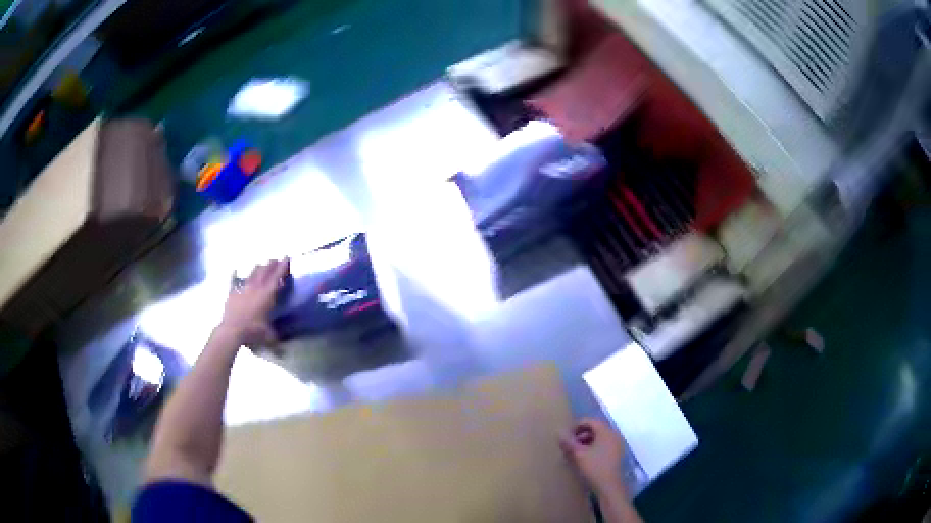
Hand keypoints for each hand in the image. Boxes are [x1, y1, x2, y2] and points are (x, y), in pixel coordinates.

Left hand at [220, 259, 289, 347]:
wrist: (232, 330)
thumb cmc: (253, 332)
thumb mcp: (268, 337)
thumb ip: (275, 340)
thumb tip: (282, 351)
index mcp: (267, 296)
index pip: (276, 278)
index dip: (282, 267)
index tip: (286, 257)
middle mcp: (256, 288)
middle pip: (264, 272)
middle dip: (271, 264)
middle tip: (275, 259)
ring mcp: (243, 289)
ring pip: (252, 274)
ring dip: (258, 268)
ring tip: (261, 264)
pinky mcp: (233, 294)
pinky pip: (235, 282)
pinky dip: (236, 277)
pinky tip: (235, 271)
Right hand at [560, 417, 626, 495]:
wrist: (609, 486)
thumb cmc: (594, 467)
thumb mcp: (578, 454)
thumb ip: (568, 442)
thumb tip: (558, 432)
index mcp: (606, 431)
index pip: (590, 421)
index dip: (576, 426)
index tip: (566, 436)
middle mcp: (613, 434)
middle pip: (596, 428)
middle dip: (581, 433)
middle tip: (570, 443)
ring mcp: (617, 444)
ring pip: (600, 436)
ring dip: (587, 440)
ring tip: (576, 451)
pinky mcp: (616, 453)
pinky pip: (604, 444)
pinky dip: (594, 446)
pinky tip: (586, 457)